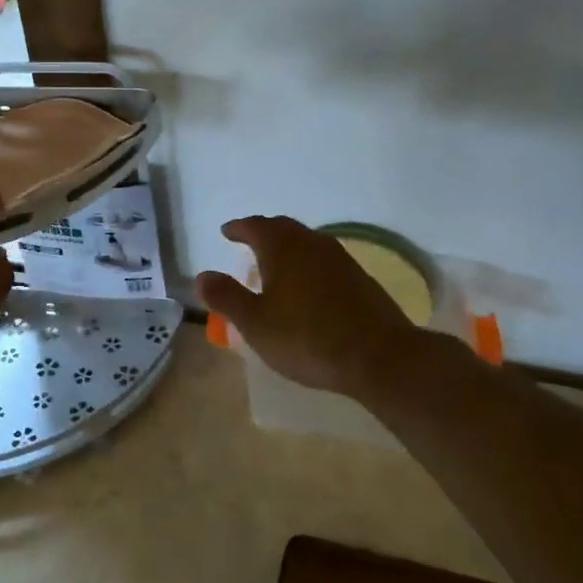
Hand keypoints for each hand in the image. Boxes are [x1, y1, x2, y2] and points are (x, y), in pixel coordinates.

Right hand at [196, 216, 423, 398]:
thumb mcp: (256, 323)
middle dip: (263, 232)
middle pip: (283, 228)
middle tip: (248, 242)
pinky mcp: (359, 278)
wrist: (378, 356)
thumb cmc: (307, 338)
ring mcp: (340, 259)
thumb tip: (203, 275)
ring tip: (274, 264)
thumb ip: (227, 297)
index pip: (255, 226)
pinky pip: (324, 260)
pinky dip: (307, 263)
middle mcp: (312, 243)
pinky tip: (306, 285)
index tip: (227, 232)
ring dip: (287, 247)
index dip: (238, 228)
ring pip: (306, 242)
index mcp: (283, 248)